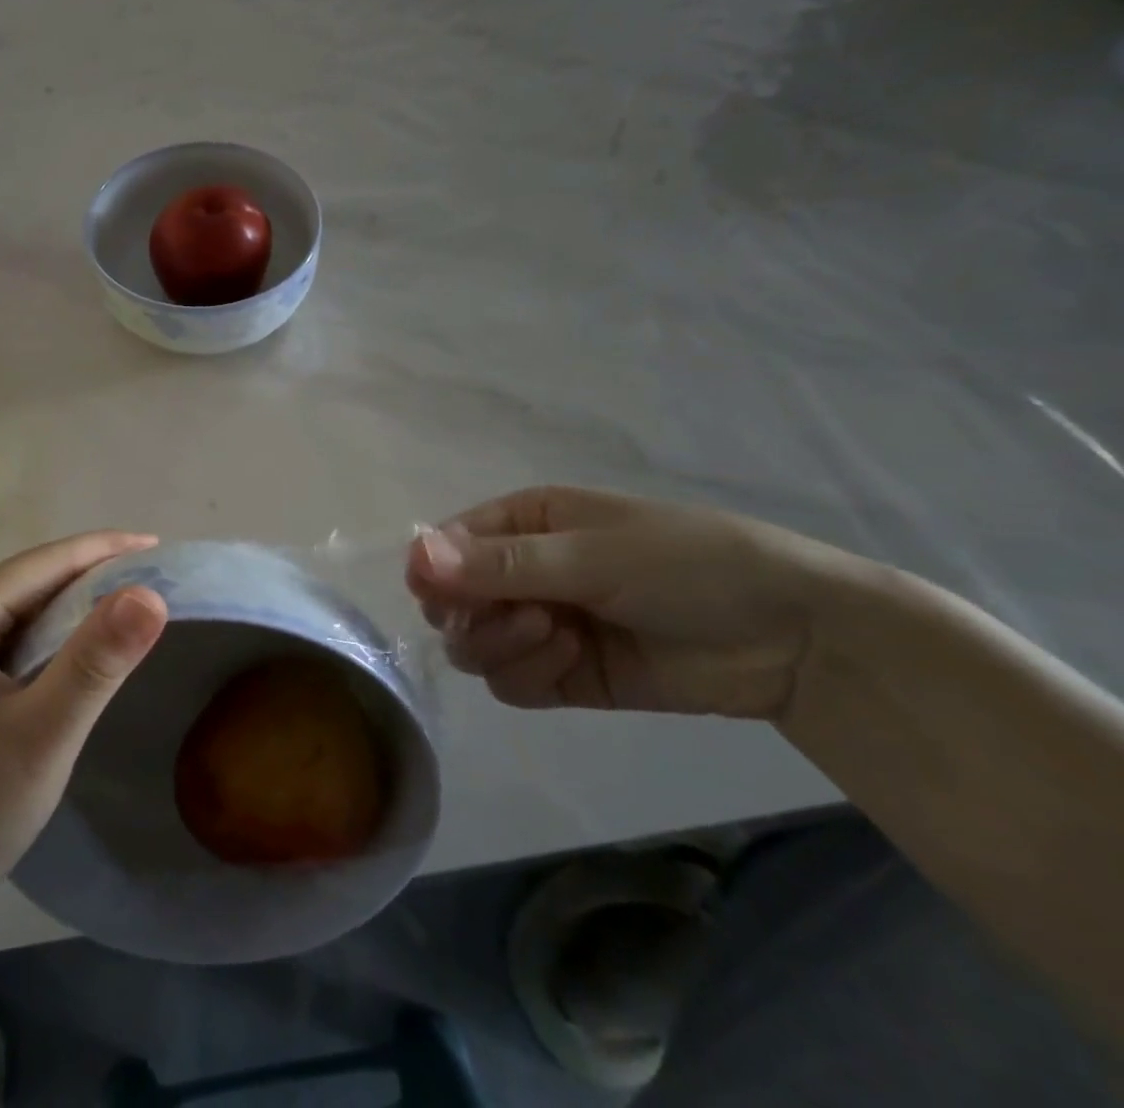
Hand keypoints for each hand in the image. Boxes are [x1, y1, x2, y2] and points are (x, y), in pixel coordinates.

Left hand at [0, 533, 167, 927]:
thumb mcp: (43, 733)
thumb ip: (96, 661)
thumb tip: (150, 593)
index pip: (43, 562)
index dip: (104, 548)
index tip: (158, 546)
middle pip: (32, 582)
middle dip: (93, 574)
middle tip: (153, 578)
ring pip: (24, 614)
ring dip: (76, 607)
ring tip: (129, 610)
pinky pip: (14, 646)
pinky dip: (55, 641)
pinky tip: (81, 657)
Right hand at [405, 486, 882, 720]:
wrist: (792, 638)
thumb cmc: (688, 563)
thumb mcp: (592, 554)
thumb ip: (501, 563)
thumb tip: (414, 557)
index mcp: (521, 523)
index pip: (444, 547)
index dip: (434, 573)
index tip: (444, 598)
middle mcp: (518, 572)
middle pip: (451, 603)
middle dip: (476, 616)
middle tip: (526, 618)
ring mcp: (538, 625)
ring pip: (473, 646)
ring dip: (505, 646)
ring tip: (560, 637)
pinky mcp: (561, 675)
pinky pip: (509, 683)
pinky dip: (528, 675)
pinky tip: (572, 661)